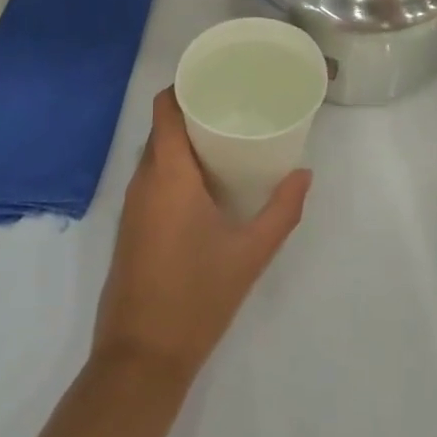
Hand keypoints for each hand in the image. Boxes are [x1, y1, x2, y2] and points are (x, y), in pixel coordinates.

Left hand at [93, 90, 309, 384]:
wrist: (140, 359)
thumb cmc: (196, 297)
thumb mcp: (250, 254)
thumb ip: (281, 211)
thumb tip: (305, 174)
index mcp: (168, 173)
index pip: (165, 107)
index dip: (185, 84)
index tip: (216, 77)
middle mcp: (144, 179)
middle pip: (162, 126)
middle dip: (192, 110)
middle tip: (232, 106)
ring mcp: (132, 204)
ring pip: (156, 153)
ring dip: (183, 140)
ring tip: (224, 137)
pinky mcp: (131, 226)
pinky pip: (151, 177)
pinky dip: (174, 166)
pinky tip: (204, 182)